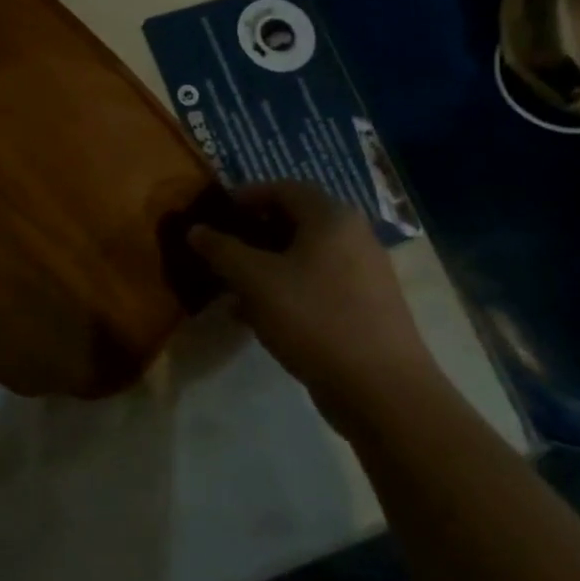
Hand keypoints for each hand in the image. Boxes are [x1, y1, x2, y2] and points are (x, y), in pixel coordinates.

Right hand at [189, 182, 440, 429]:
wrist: (384, 392)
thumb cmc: (315, 319)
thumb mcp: (255, 281)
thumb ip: (221, 250)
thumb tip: (195, 229)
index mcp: (331, 217)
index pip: (281, 188)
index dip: (244, 197)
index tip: (215, 217)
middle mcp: (353, 236)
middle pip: (293, 221)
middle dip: (252, 234)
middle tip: (221, 252)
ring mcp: (364, 273)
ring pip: (303, 256)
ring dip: (266, 265)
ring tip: (233, 288)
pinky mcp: (366, 307)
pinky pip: (317, 283)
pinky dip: (287, 289)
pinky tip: (260, 317)